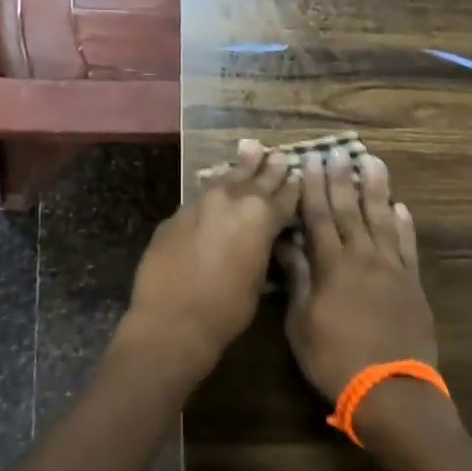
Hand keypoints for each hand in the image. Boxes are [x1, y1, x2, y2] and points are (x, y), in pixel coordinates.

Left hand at [123, 140, 301, 379]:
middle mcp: (232, 200)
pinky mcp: (176, 215)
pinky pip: (200, 195)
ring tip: (250, 150)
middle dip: (269, 169)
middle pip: (256, 179)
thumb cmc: (227, 309)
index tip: (299, 176)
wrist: (172, 320)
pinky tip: (217, 183)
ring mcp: (200, 203)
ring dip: (240, 168)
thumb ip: (263, 248)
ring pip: (225, 179)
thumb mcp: (259, 279)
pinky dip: (214, 189)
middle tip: (278, 156)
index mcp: (261, 216)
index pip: (285, 195)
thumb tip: (263, 237)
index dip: (294, 187)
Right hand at [277, 146, 437, 404]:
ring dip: (376, 190)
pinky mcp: (412, 284)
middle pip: (350, 211)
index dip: (313, 188)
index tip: (310, 162)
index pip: (318, 217)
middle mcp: (363, 258)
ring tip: (373, 163)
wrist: (390, 390)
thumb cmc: (334, 359)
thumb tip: (285, 243)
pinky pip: (407, 246)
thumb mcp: (301, 322)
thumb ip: (297, 278)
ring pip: (382, 220)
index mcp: (332, 266)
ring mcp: (392, 269)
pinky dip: (404, 225)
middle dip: (342, 180)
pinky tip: (401, 208)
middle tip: (339, 152)